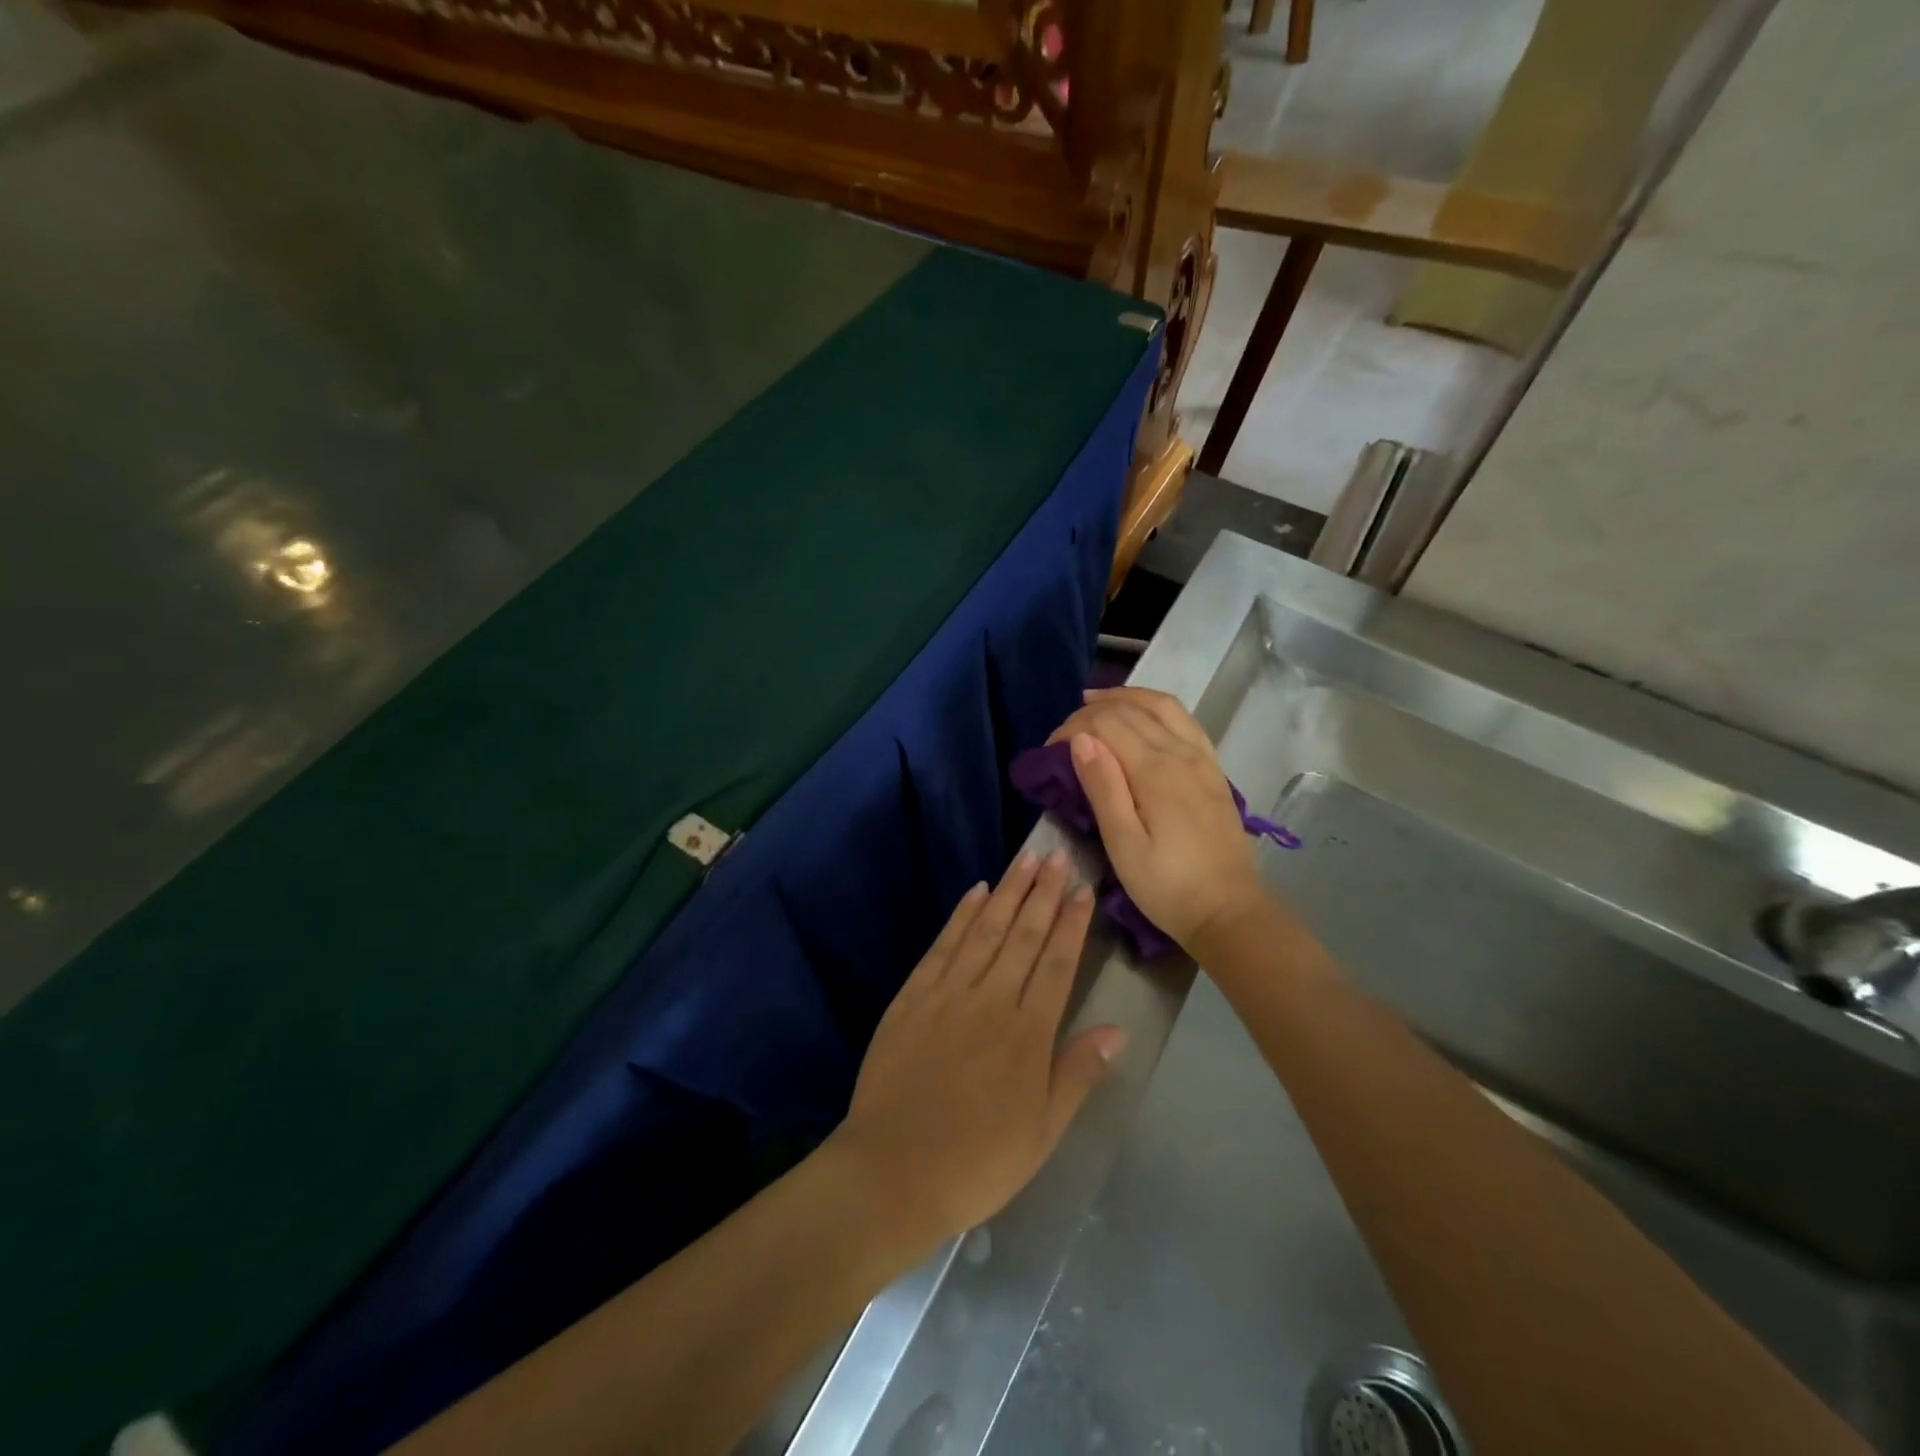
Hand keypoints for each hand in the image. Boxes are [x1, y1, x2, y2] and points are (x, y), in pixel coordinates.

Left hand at [828, 851, 1124, 1246]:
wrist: (892, 1172)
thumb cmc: (977, 1162)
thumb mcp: (1042, 1132)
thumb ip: (1077, 1073)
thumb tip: (1116, 1029)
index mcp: (1028, 1034)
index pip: (1056, 963)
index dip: (1072, 923)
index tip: (1083, 889)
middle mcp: (990, 1001)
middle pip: (1023, 935)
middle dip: (1044, 893)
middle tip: (1058, 855)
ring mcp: (948, 994)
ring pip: (985, 930)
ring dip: (1008, 892)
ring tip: (1027, 859)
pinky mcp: (912, 996)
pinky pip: (943, 946)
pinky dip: (961, 916)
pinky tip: (975, 892)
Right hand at [1048, 687, 1264, 952]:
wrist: (1229, 911)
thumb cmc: (1167, 886)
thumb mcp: (1124, 845)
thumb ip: (1103, 788)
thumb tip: (1080, 740)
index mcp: (1155, 771)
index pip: (1107, 724)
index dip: (1072, 728)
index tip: (1048, 750)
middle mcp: (1181, 753)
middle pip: (1131, 710)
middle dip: (1091, 713)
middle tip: (1063, 733)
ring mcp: (1202, 758)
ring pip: (1162, 705)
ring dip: (1126, 697)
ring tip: (1096, 703)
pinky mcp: (1213, 768)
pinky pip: (1184, 720)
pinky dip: (1156, 706)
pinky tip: (1142, 715)